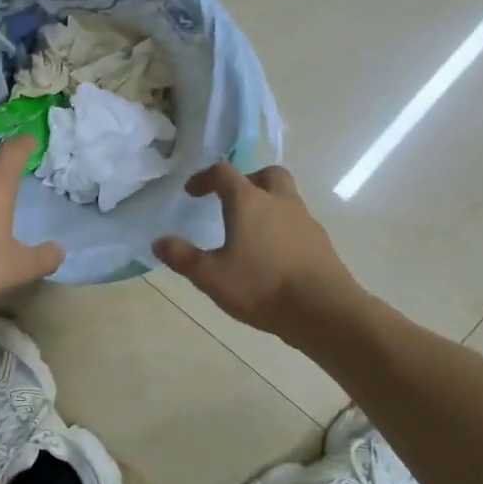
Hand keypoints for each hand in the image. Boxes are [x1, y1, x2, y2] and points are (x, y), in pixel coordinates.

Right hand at [153, 163, 354, 339]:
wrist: (324, 310)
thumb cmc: (262, 286)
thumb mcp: (212, 276)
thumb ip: (183, 257)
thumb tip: (158, 242)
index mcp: (249, 201)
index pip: (224, 173)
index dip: (205, 178)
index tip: (192, 192)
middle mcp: (279, 202)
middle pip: (266, 174)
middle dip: (247, 180)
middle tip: (232, 200)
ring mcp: (305, 220)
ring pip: (286, 197)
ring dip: (268, 204)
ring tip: (251, 231)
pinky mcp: (321, 242)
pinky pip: (298, 223)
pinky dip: (283, 228)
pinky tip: (274, 254)